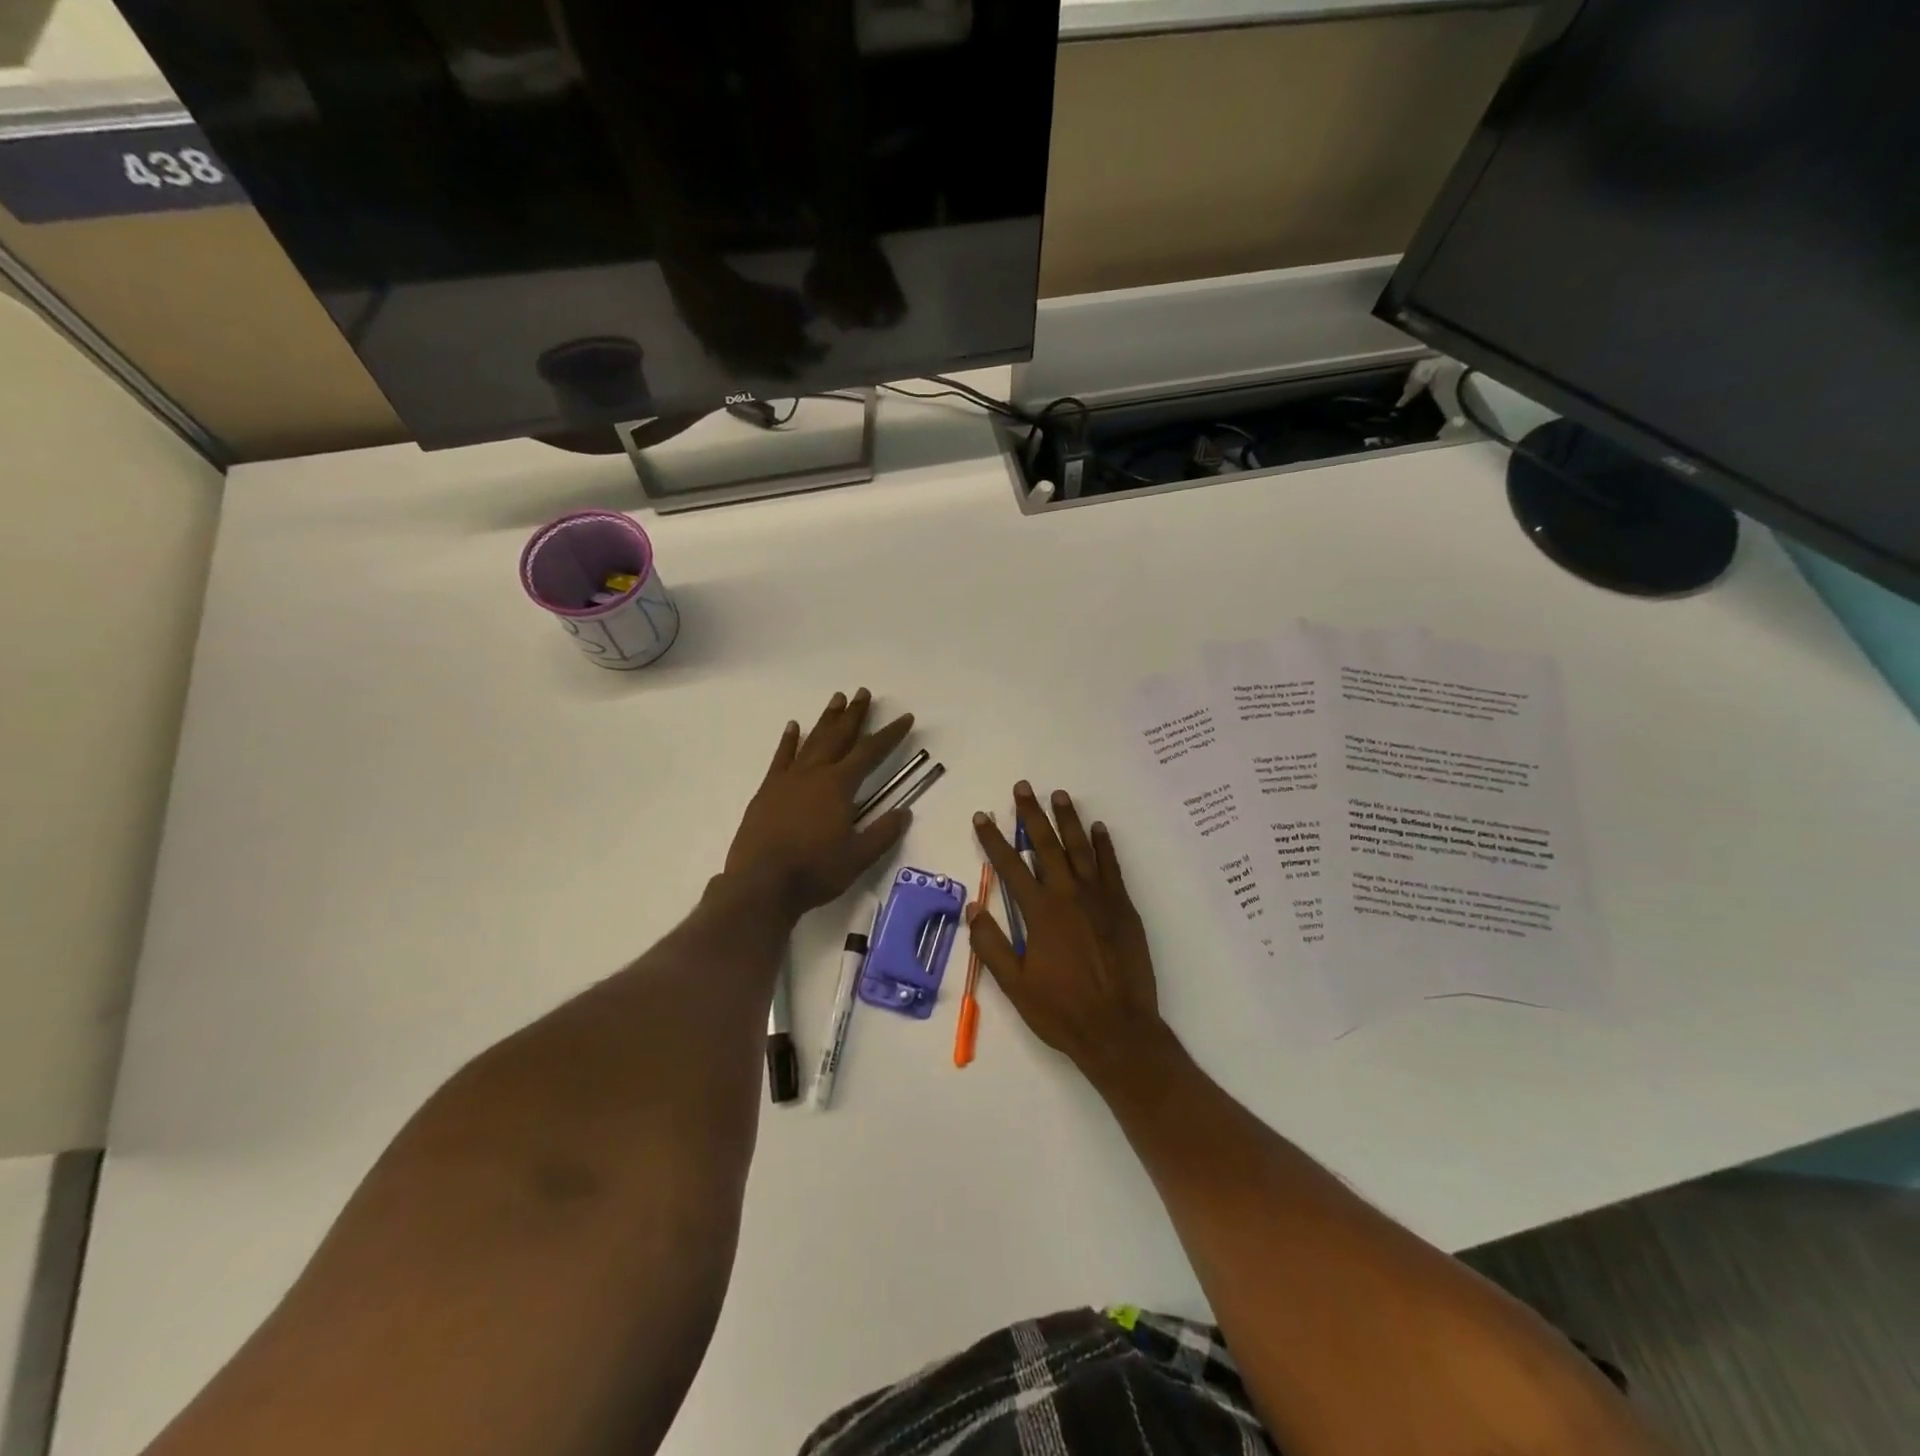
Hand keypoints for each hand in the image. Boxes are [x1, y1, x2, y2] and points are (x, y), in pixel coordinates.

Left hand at [725, 690, 914, 918]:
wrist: (761, 884)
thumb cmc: (815, 871)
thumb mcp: (859, 857)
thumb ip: (883, 833)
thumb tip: (904, 812)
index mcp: (839, 786)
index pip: (870, 752)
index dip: (890, 734)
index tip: (905, 717)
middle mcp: (814, 774)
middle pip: (838, 736)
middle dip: (854, 714)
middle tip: (863, 692)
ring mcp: (787, 780)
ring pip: (811, 741)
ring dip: (826, 720)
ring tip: (836, 698)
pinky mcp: (767, 791)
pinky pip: (781, 757)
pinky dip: (788, 740)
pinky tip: (793, 726)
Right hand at [968, 783, 1164, 1083]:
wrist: (1119, 1030)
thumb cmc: (1061, 1010)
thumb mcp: (1014, 985)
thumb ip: (991, 944)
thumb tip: (972, 907)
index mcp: (1040, 912)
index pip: (1010, 866)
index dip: (993, 839)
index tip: (982, 816)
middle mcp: (1068, 895)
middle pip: (1046, 845)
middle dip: (1031, 815)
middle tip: (1023, 787)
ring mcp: (1099, 898)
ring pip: (1080, 848)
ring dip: (1068, 820)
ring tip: (1059, 794)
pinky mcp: (1123, 907)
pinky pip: (1111, 867)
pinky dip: (1104, 845)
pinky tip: (1098, 828)